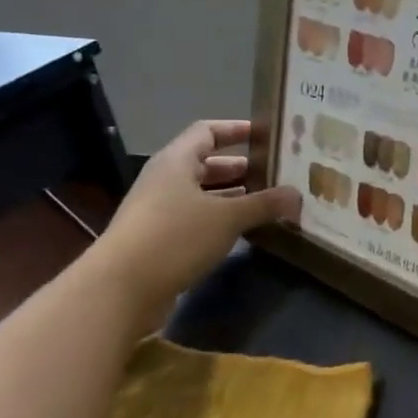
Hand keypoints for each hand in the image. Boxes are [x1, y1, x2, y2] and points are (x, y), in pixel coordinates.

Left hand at [94, 120, 299, 315]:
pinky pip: (197, 219)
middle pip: (207, 164)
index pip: (207, 131)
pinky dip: (221, 220)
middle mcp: (165, 179)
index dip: (236, 129)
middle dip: (242, 168)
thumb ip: (264, 204)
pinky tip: (246, 231)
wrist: (120, 288)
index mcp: (176, 161)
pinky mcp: (159, 238)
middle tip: (277, 173)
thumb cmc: (174, 237)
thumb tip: (297, 195)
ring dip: (234, 196)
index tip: (266, 135)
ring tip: (269, 202)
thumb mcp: (227, 218)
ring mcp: (159, 210)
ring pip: (203, 194)